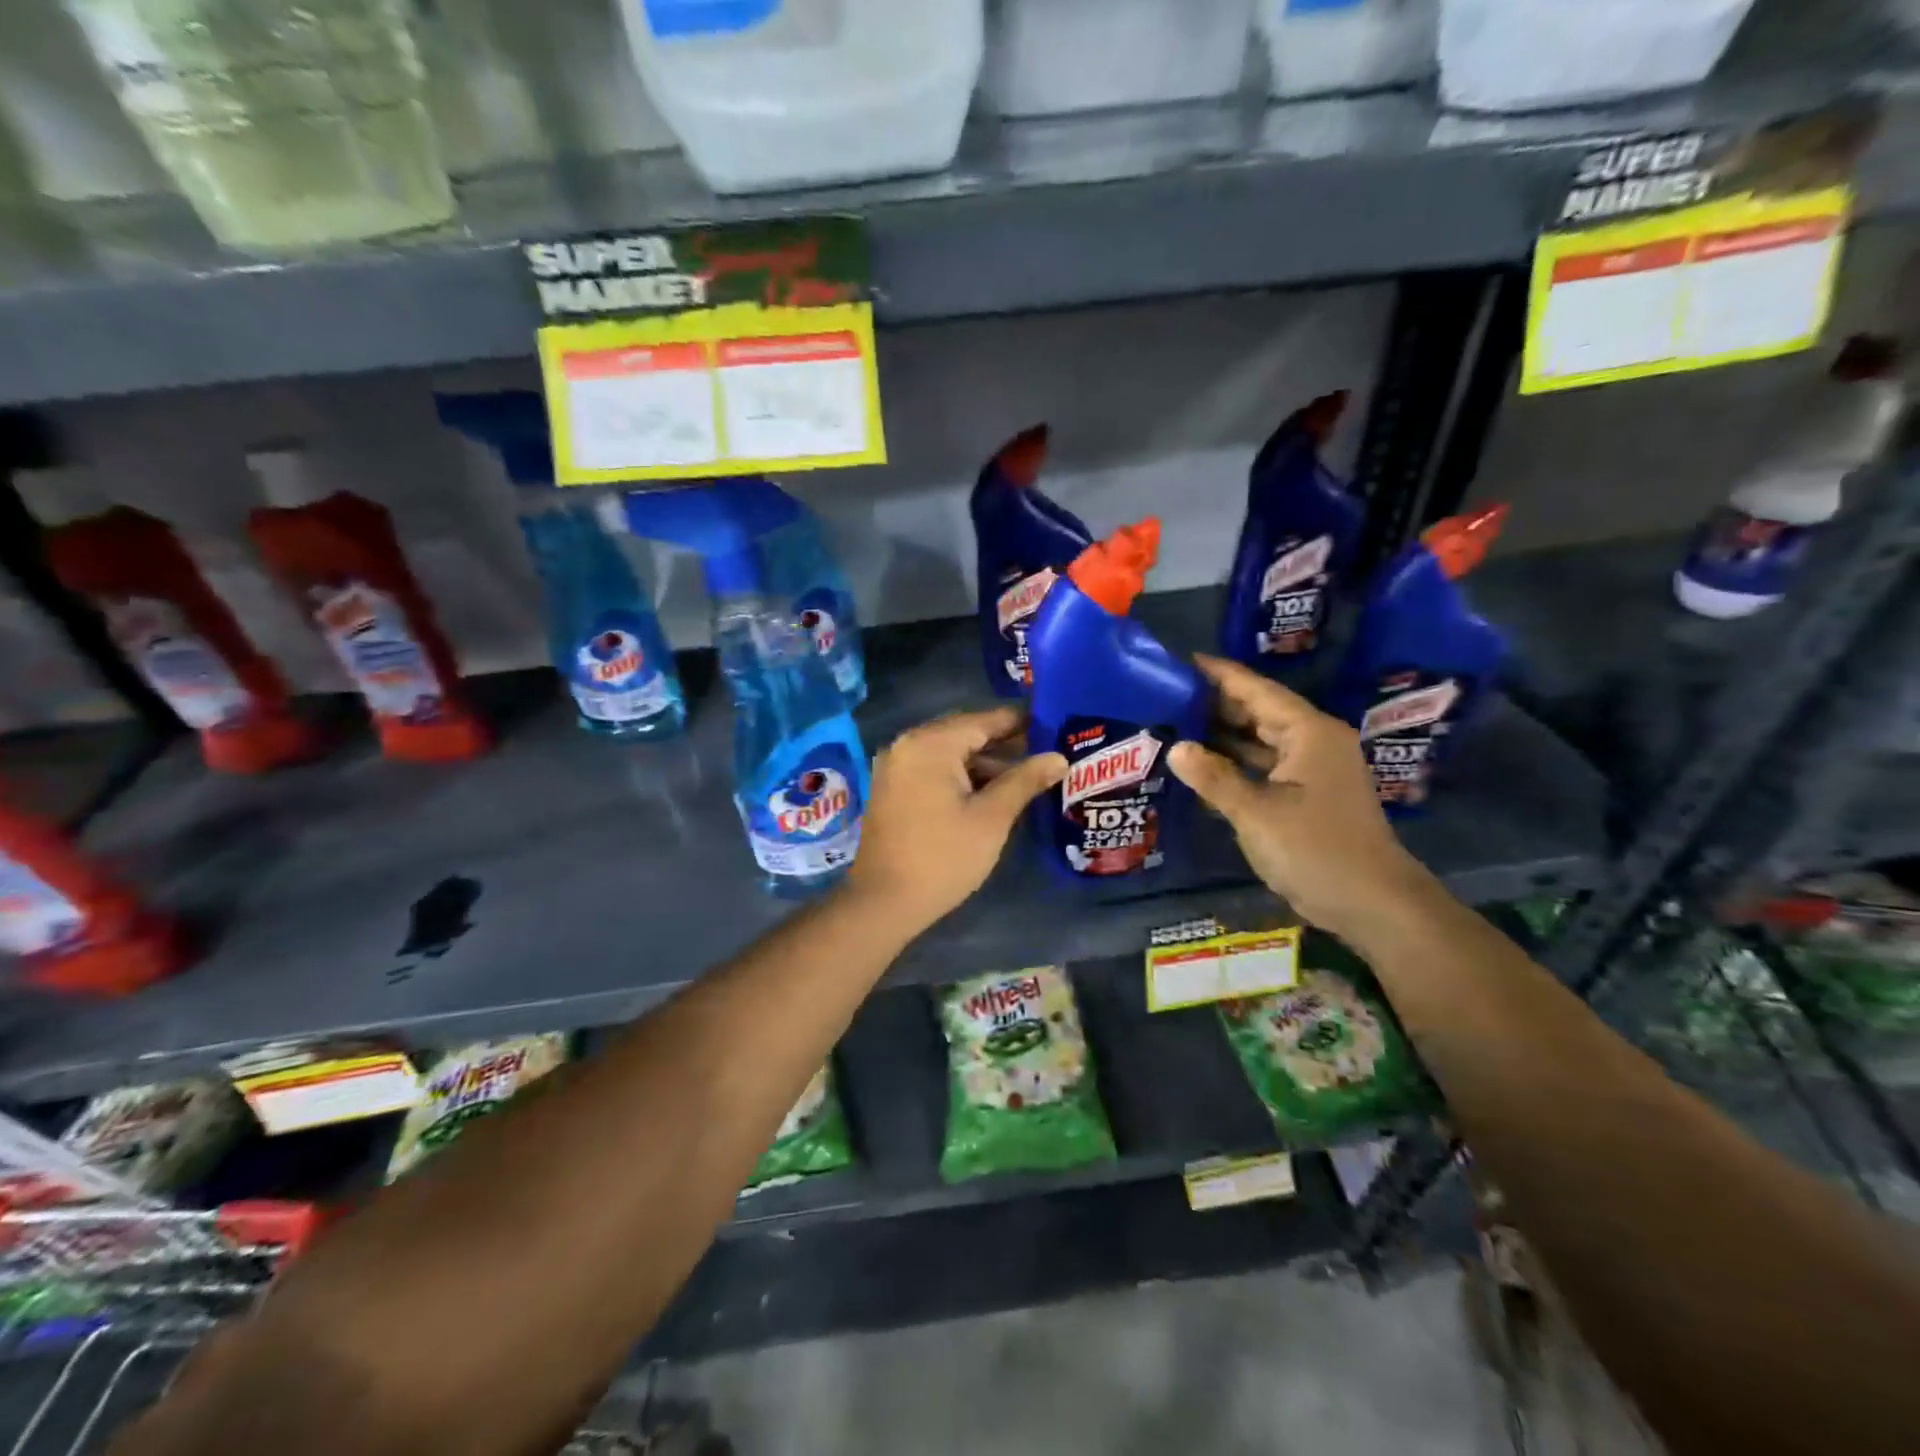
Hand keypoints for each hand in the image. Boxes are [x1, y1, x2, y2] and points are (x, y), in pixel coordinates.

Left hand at [845, 707, 1066, 933]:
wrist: (884, 902)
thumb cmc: (943, 857)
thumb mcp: (992, 818)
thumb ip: (1025, 781)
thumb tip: (1060, 757)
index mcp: (930, 744)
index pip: (984, 720)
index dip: (1021, 722)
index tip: (1055, 725)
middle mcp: (908, 744)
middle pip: (965, 733)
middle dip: (1005, 743)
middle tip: (1046, 751)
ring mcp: (896, 766)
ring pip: (950, 752)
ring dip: (985, 762)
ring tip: (1027, 776)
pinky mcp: (892, 788)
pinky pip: (933, 769)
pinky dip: (962, 775)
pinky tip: (992, 791)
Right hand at [1169, 654, 1431, 937]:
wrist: (1372, 903)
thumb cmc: (1316, 849)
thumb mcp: (1257, 813)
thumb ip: (1215, 778)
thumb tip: (1176, 748)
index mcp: (1309, 733)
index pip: (1258, 690)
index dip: (1221, 675)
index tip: (1184, 660)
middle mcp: (1314, 742)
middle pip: (1261, 711)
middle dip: (1218, 703)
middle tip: (1170, 695)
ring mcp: (1314, 770)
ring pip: (1262, 740)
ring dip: (1225, 734)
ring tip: (1178, 724)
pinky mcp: (1309, 795)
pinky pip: (1266, 766)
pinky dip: (1237, 762)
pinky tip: (1205, 765)